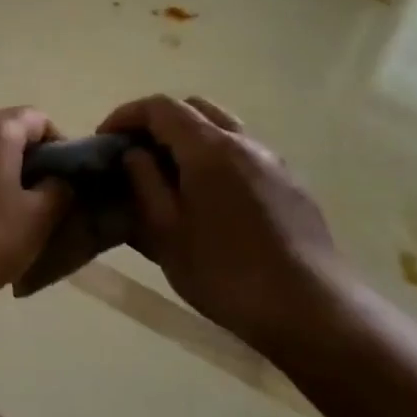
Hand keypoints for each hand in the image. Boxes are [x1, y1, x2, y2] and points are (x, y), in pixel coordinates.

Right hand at [98, 94, 342, 355]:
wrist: (311, 309)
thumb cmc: (225, 272)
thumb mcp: (166, 232)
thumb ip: (145, 184)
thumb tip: (134, 154)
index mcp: (210, 149)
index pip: (161, 107)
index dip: (126, 115)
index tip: (104, 138)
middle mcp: (245, 143)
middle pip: (195, 108)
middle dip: (159, 120)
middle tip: (135, 152)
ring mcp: (274, 163)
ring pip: (224, 129)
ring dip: (190, 138)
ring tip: (169, 176)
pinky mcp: (291, 186)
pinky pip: (244, 154)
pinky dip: (215, 158)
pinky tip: (208, 200)